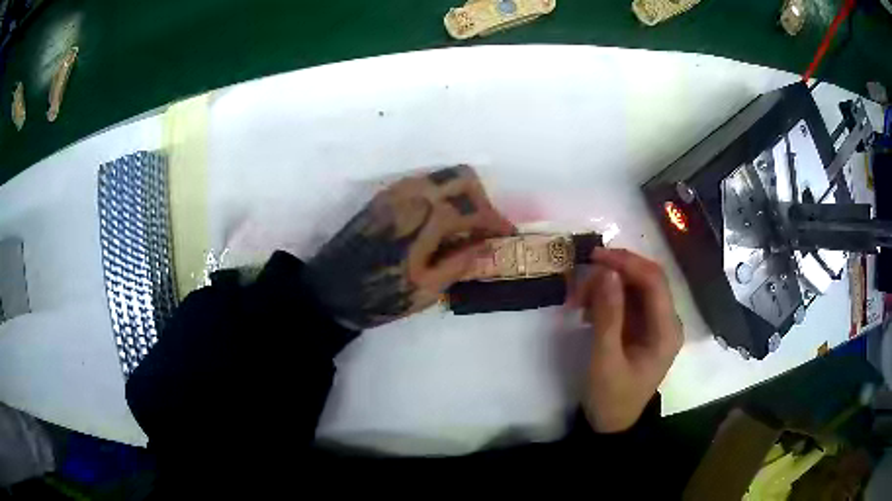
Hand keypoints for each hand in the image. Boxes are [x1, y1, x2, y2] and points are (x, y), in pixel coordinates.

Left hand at [306, 166, 514, 328]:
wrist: (328, 291)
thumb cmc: (378, 296)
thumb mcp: (426, 288)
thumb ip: (461, 262)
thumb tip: (489, 246)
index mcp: (427, 217)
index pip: (475, 209)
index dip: (497, 222)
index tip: (508, 236)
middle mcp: (414, 193)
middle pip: (462, 178)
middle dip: (481, 201)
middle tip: (485, 230)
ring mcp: (396, 191)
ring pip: (442, 176)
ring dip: (461, 196)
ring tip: (465, 228)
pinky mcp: (384, 197)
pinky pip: (423, 183)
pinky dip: (441, 195)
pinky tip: (440, 224)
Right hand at [571, 248, 682, 432]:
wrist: (612, 426)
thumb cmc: (611, 398)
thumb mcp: (605, 359)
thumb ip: (608, 315)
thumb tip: (606, 272)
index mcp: (667, 331)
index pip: (654, 281)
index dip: (627, 262)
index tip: (594, 257)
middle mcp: (667, 321)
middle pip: (646, 280)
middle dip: (614, 273)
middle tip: (581, 277)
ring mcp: (655, 324)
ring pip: (634, 288)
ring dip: (607, 286)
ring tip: (578, 299)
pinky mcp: (642, 328)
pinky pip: (627, 302)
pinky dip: (606, 298)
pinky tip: (587, 310)